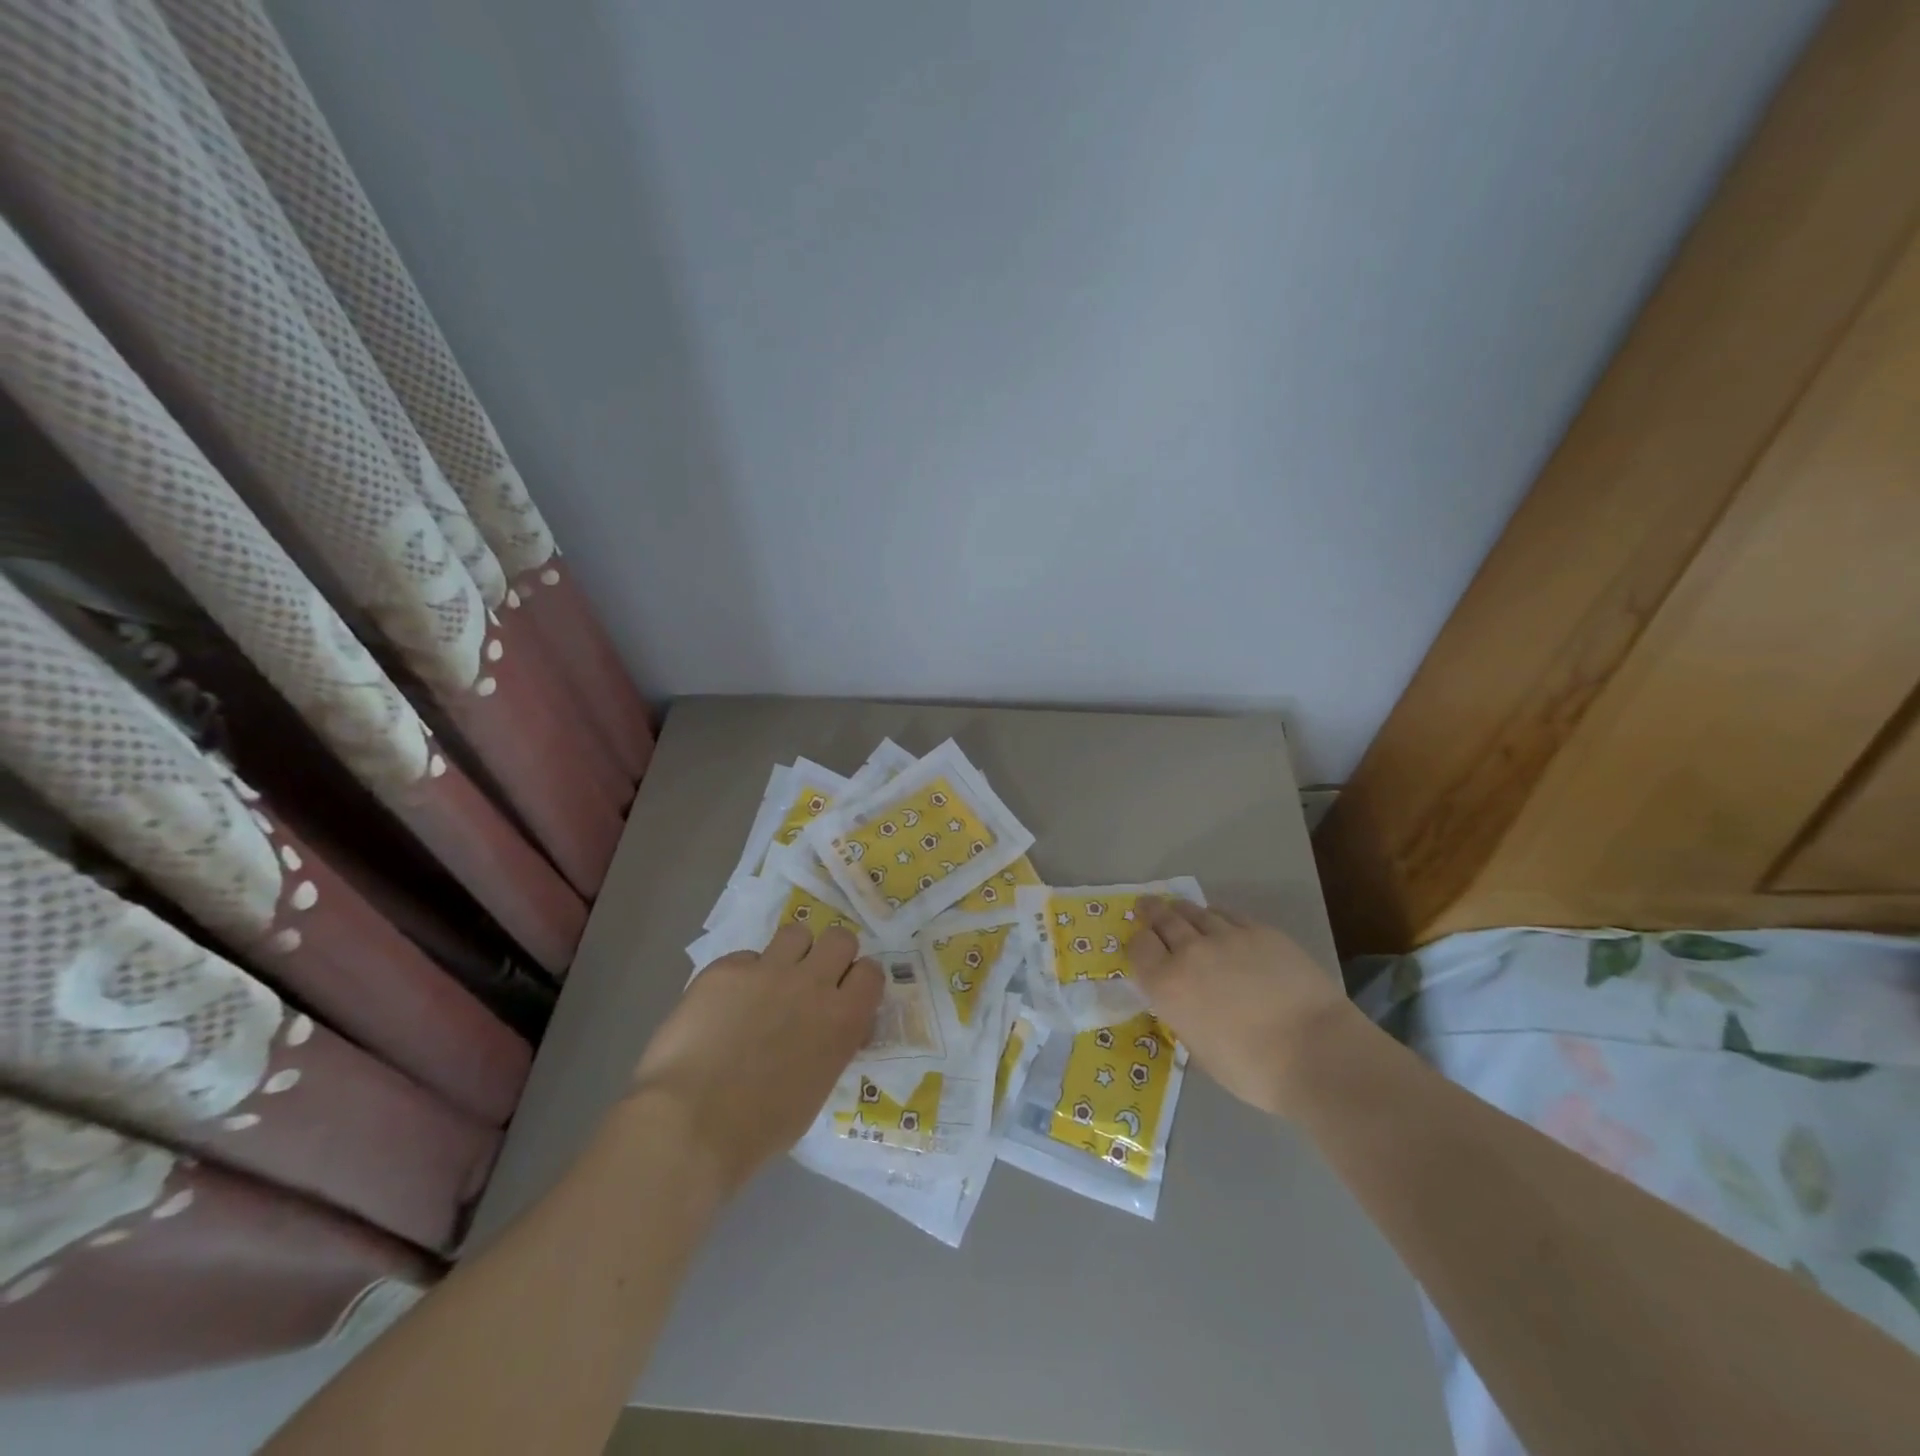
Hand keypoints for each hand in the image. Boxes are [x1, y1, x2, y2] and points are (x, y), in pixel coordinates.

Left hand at [629, 924, 882, 1195]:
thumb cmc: (760, 1127)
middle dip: (830, 955)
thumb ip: (831, 1045)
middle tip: (811, 980)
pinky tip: (723, 1005)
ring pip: (796, 933)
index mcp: (843, 1019)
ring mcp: (768, 970)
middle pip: (840, 938)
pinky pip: (744, 957)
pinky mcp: (726, 969)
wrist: (690, 1124)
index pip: (871, 971)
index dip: (857, 980)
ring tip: (769, 981)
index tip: (845, 993)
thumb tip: (829, 1028)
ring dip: (789, 954)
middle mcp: (813, 984)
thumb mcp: (817, 1088)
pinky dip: (740, 976)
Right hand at [1127, 898, 1364, 1117]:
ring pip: (1194, 911)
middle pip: (1162, 919)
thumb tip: (1187, 1009)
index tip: (1141, 946)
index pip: (1138, 948)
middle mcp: (1189, 952)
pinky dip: (1215, 916)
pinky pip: (1227, 914)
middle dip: (1150, 912)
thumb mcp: (1202, 1053)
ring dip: (1181, 910)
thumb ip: (1185, 1020)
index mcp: (1167, 986)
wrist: (1317, 1052)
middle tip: (1146, 908)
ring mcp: (1226, 936)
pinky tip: (1217, 920)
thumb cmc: (1254, 1070)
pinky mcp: (1260, 931)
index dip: (1137, 944)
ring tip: (1178, 909)